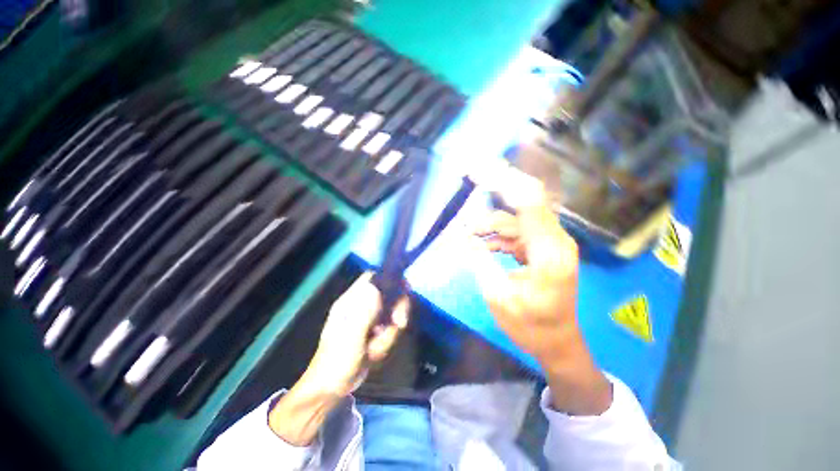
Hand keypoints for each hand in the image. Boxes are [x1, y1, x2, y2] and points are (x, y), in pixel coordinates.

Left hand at [304, 272, 408, 396]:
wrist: (331, 387)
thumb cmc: (337, 362)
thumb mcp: (350, 339)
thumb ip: (363, 314)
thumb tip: (374, 288)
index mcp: (350, 302)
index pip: (372, 278)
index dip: (389, 278)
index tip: (405, 288)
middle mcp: (361, 305)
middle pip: (388, 293)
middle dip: (397, 308)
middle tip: (399, 323)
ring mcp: (368, 318)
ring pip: (392, 313)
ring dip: (391, 331)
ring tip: (377, 347)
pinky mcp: (374, 329)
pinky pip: (390, 327)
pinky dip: (388, 338)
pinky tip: (377, 351)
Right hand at [472, 168, 611, 415]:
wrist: (557, 343)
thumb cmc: (530, 326)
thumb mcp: (498, 296)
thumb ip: (480, 261)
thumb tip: (464, 236)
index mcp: (549, 252)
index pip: (528, 201)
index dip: (504, 181)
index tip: (480, 169)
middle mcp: (554, 241)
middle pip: (523, 203)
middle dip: (496, 190)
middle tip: (471, 178)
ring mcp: (549, 244)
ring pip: (515, 220)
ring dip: (489, 224)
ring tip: (467, 234)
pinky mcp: (542, 250)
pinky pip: (516, 233)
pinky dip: (497, 236)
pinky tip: (481, 244)